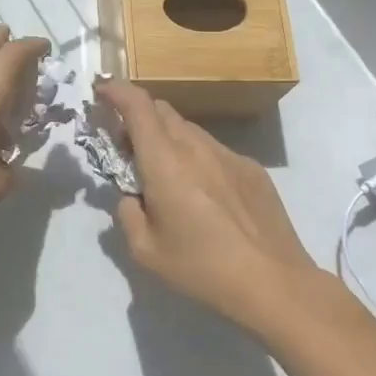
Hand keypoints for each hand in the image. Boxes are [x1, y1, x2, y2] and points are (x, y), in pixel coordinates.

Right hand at [100, 80, 328, 332]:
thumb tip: (131, 195)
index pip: (138, 106)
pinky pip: (214, 151)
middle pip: (162, 111)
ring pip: (189, 130)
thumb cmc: (202, 269)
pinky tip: (203, 195)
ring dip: (167, 139)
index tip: (101, 92)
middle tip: (127, 148)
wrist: (274, 283)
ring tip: (165, 175)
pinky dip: (195, 158)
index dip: (116, 91)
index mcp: (165, 162)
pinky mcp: (252, 170)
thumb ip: (127, 213)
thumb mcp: (145, 251)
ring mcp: (229, 156)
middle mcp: (197, 147)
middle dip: (138, 118)